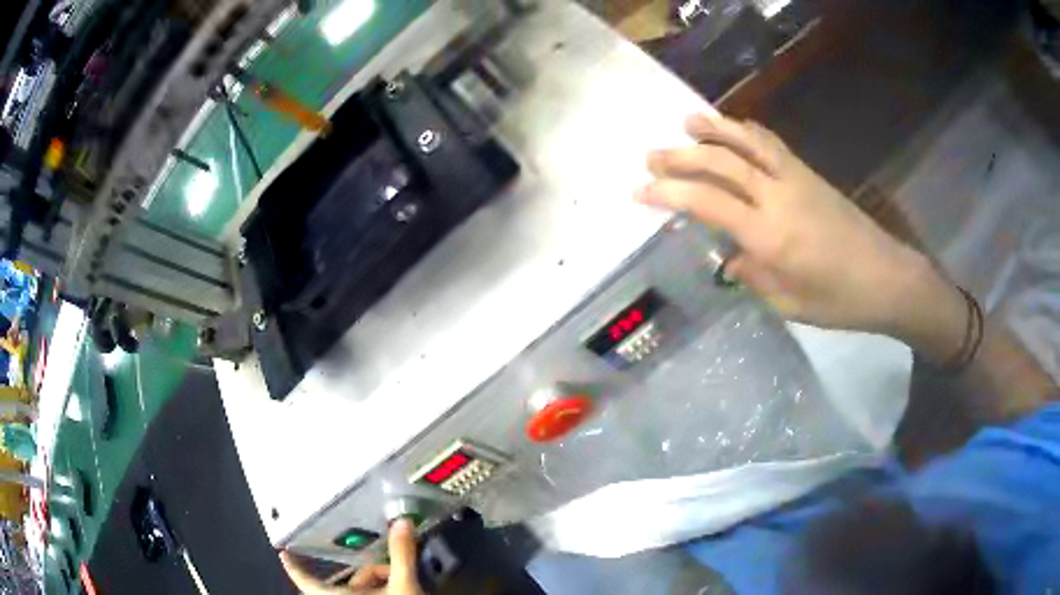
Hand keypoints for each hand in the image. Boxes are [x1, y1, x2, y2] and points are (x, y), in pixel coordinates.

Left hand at [280, 520, 421, 594]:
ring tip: (406, 583)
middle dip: (372, 573)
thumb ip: (400, 555)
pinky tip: (405, 591)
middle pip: (350, 582)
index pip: (306, 580)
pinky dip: (384, 592)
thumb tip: (401, 523)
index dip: (294, 567)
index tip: (284, 554)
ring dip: (382, 584)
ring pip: (363, 592)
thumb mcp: (403, 585)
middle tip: (395, 570)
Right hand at [638, 113, 965, 358]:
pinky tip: (734, 130)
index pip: (708, 203)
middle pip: (721, 163)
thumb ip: (753, 275)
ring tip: (687, 120)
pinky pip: (771, 143)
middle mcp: (778, 197)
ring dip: (714, 128)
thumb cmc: (839, 302)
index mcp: (769, 236)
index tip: (640, 191)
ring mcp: (796, 179)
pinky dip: (746, 131)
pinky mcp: (809, 173)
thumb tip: (730, 257)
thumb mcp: (789, 303)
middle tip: (651, 155)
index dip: (669, 194)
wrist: (887, 278)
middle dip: (681, 157)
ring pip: (748, 141)